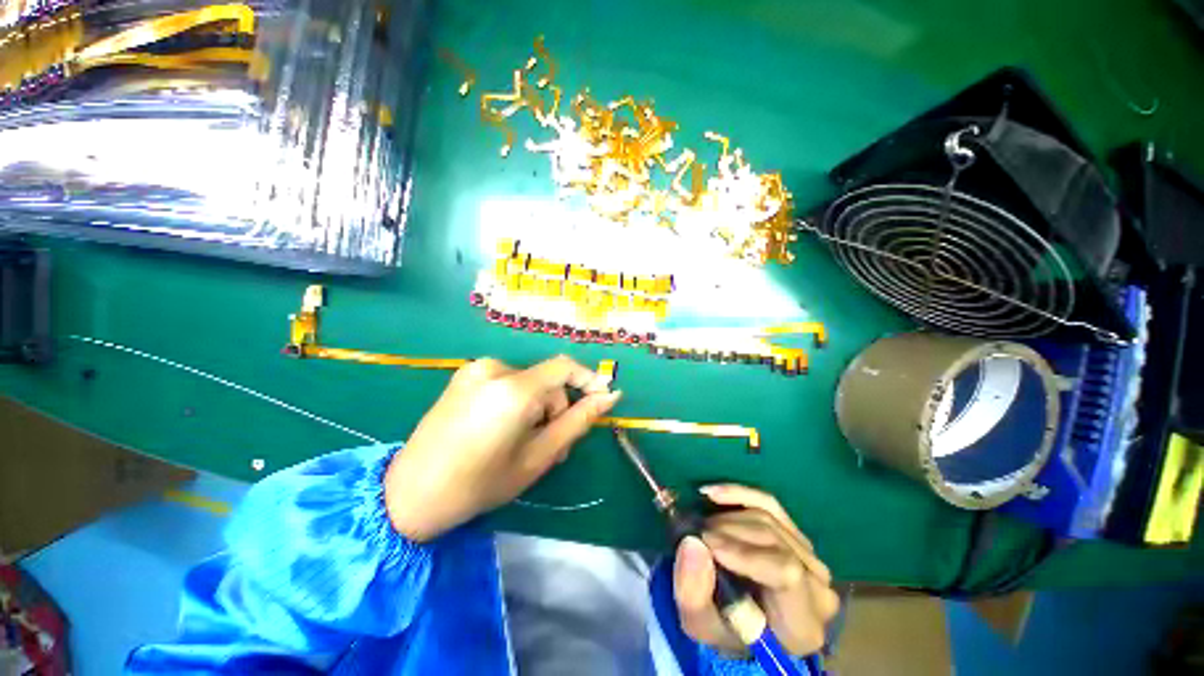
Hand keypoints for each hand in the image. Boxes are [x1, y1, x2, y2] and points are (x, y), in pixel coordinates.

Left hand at [385, 355, 620, 541]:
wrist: (410, 493)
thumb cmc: (480, 483)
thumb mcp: (538, 457)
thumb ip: (577, 421)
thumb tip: (610, 396)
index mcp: (513, 390)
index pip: (564, 367)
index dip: (588, 379)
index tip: (600, 399)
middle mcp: (494, 369)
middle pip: (546, 380)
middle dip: (555, 409)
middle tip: (551, 446)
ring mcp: (475, 369)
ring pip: (528, 382)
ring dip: (536, 407)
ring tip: (525, 442)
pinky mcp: (464, 375)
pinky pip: (507, 381)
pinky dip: (517, 401)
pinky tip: (504, 428)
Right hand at [673, 485, 839, 655]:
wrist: (742, 622)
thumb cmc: (724, 629)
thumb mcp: (700, 624)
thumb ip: (693, 593)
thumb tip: (692, 543)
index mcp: (803, 624)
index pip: (787, 574)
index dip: (745, 552)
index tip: (706, 542)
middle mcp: (818, 587)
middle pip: (774, 540)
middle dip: (727, 530)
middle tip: (696, 532)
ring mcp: (811, 556)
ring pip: (768, 518)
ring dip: (727, 516)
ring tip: (702, 526)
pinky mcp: (796, 534)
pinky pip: (769, 503)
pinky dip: (738, 493)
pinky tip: (712, 493)